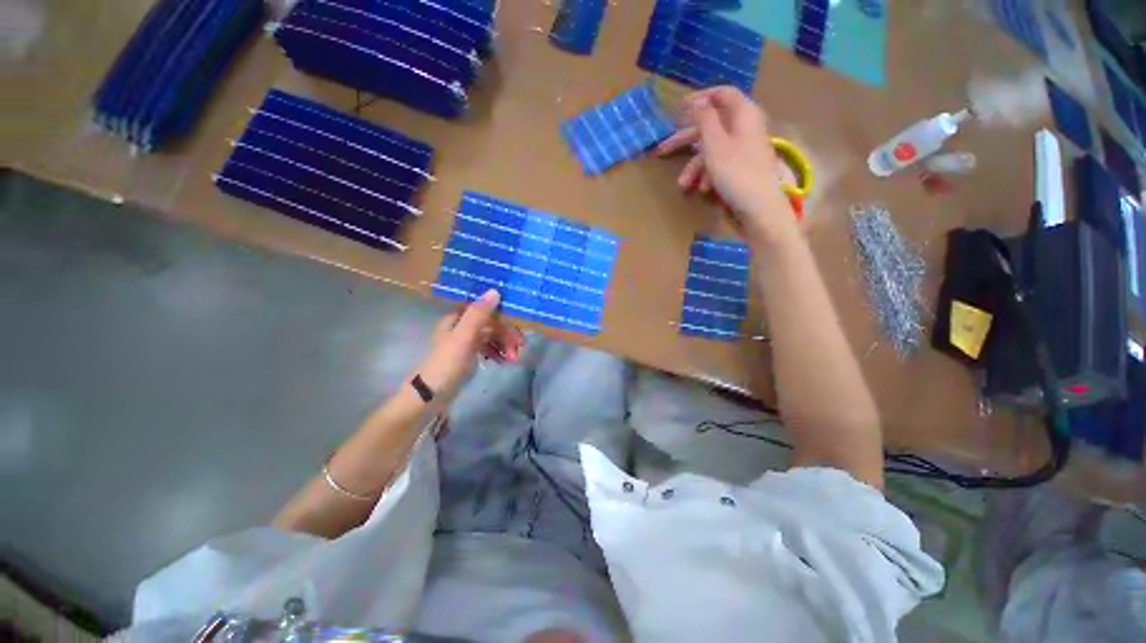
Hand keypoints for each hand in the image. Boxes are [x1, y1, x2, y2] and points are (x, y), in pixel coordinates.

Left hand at [416, 289, 523, 399]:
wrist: (430, 395)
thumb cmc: (447, 363)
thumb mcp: (464, 337)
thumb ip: (479, 314)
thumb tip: (495, 290)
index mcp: (458, 318)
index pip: (487, 311)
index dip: (504, 318)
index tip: (518, 331)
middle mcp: (462, 326)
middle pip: (491, 325)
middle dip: (507, 336)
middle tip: (520, 349)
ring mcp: (465, 341)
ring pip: (491, 337)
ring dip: (504, 346)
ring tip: (513, 359)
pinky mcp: (468, 355)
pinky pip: (487, 348)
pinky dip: (497, 353)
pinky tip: (503, 362)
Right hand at [655, 86, 795, 240]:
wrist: (760, 208)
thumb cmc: (736, 172)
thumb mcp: (715, 144)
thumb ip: (703, 119)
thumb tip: (695, 102)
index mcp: (743, 114)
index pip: (722, 94)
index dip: (700, 98)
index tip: (678, 108)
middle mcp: (744, 127)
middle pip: (710, 126)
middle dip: (685, 142)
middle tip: (662, 149)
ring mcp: (744, 149)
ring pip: (712, 150)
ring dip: (694, 167)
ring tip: (683, 185)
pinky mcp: (742, 168)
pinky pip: (720, 164)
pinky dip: (708, 175)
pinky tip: (702, 190)